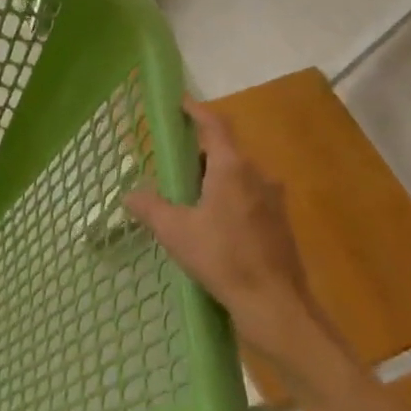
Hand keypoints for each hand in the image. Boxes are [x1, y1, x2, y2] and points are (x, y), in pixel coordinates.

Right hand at [126, 97, 352, 394]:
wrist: (276, 306)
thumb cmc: (223, 259)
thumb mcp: (175, 232)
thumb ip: (150, 208)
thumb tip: (130, 194)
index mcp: (232, 168)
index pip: (215, 126)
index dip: (196, 111)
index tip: (180, 104)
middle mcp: (258, 176)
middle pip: (225, 152)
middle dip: (198, 154)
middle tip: (172, 166)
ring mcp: (274, 200)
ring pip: (238, 177)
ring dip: (213, 180)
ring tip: (187, 200)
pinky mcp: (280, 224)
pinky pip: (249, 198)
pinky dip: (228, 200)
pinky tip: (212, 227)